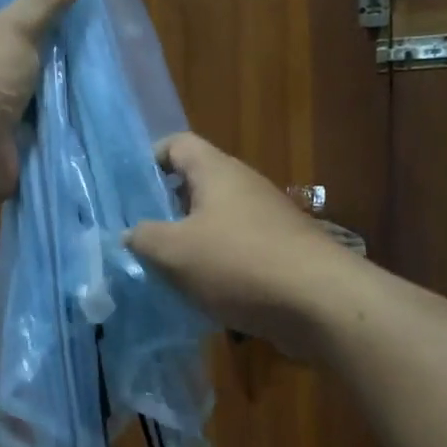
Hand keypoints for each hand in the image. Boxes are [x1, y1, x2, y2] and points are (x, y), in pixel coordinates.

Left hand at [0, 0, 87, 201]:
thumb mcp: (17, 27)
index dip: (3, 33)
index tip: (35, 33)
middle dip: (20, 73)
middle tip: (63, 63)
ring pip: (3, 108)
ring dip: (29, 107)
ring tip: (72, 94)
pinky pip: (14, 140)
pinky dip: (34, 137)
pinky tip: (63, 128)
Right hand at [126, 133, 352, 357]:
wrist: (319, 302)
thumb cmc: (239, 264)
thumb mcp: (174, 251)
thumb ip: (143, 238)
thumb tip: (130, 235)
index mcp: (217, 171)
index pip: (177, 144)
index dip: (148, 160)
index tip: (126, 193)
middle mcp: (244, 187)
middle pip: (195, 186)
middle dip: (164, 211)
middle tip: (138, 239)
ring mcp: (265, 221)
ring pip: (215, 223)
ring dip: (189, 244)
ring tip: (164, 272)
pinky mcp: (280, 253)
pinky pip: (236, 252)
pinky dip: (216, 268)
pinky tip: (201, 295)